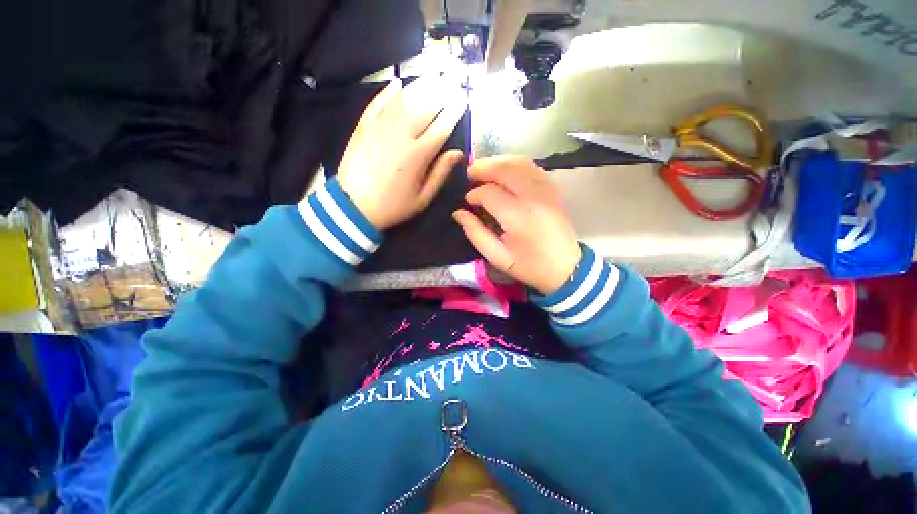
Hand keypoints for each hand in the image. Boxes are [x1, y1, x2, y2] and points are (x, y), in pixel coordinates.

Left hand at [336, 77, 466, 229]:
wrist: (353, 206)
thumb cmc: (393, 206)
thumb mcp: (422, 198)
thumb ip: (440, 173)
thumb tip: (457, 153)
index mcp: (419, 155)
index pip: (441, 127)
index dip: (454, 112)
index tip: (462, 101)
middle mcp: (401, 135)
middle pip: (424, 108)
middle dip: (440, 94)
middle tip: (450, 82)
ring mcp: (380, 128)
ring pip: (403, 101)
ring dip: (419, 87)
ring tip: (432, 78)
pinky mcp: (363, 126)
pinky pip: (377, 103)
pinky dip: (388, 92)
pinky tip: (398, 84)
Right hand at [452, 156, 581, 295]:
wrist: (566, 269)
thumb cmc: (529, 266)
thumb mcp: (496, 257)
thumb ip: (475, 233)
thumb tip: (458, 212)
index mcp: (518, 217)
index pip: (489, 192)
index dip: (473, 194)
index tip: (467, 201)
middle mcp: (533, 197)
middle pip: (505, 168)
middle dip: (482, 167)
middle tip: (468, 173)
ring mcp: (546, 190)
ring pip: (519, 162)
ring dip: (498, 161)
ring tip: (483, 170)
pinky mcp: (553, 189)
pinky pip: (532, 167)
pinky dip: (515, 164)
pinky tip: (505, 172)